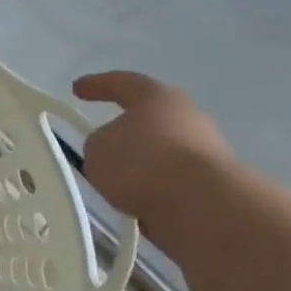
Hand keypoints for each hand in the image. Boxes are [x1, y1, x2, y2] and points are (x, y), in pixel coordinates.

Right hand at [71, 71, 233, 243]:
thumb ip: (99, 144)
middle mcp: (187, 117)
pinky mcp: (213, 184)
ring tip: (114, 187)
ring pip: (161, 155)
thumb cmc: (142, 162)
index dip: (97, 85)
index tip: (77, 88)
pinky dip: (152, 192)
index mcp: (157, 97)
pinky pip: (171, 184)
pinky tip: (134, 207)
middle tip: (102, 145)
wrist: (202, 205)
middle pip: (149, 119)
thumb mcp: (97, 149)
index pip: (122, 83)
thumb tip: (113, 151)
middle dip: (126, 132)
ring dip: (139, 167)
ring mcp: (206, 151)